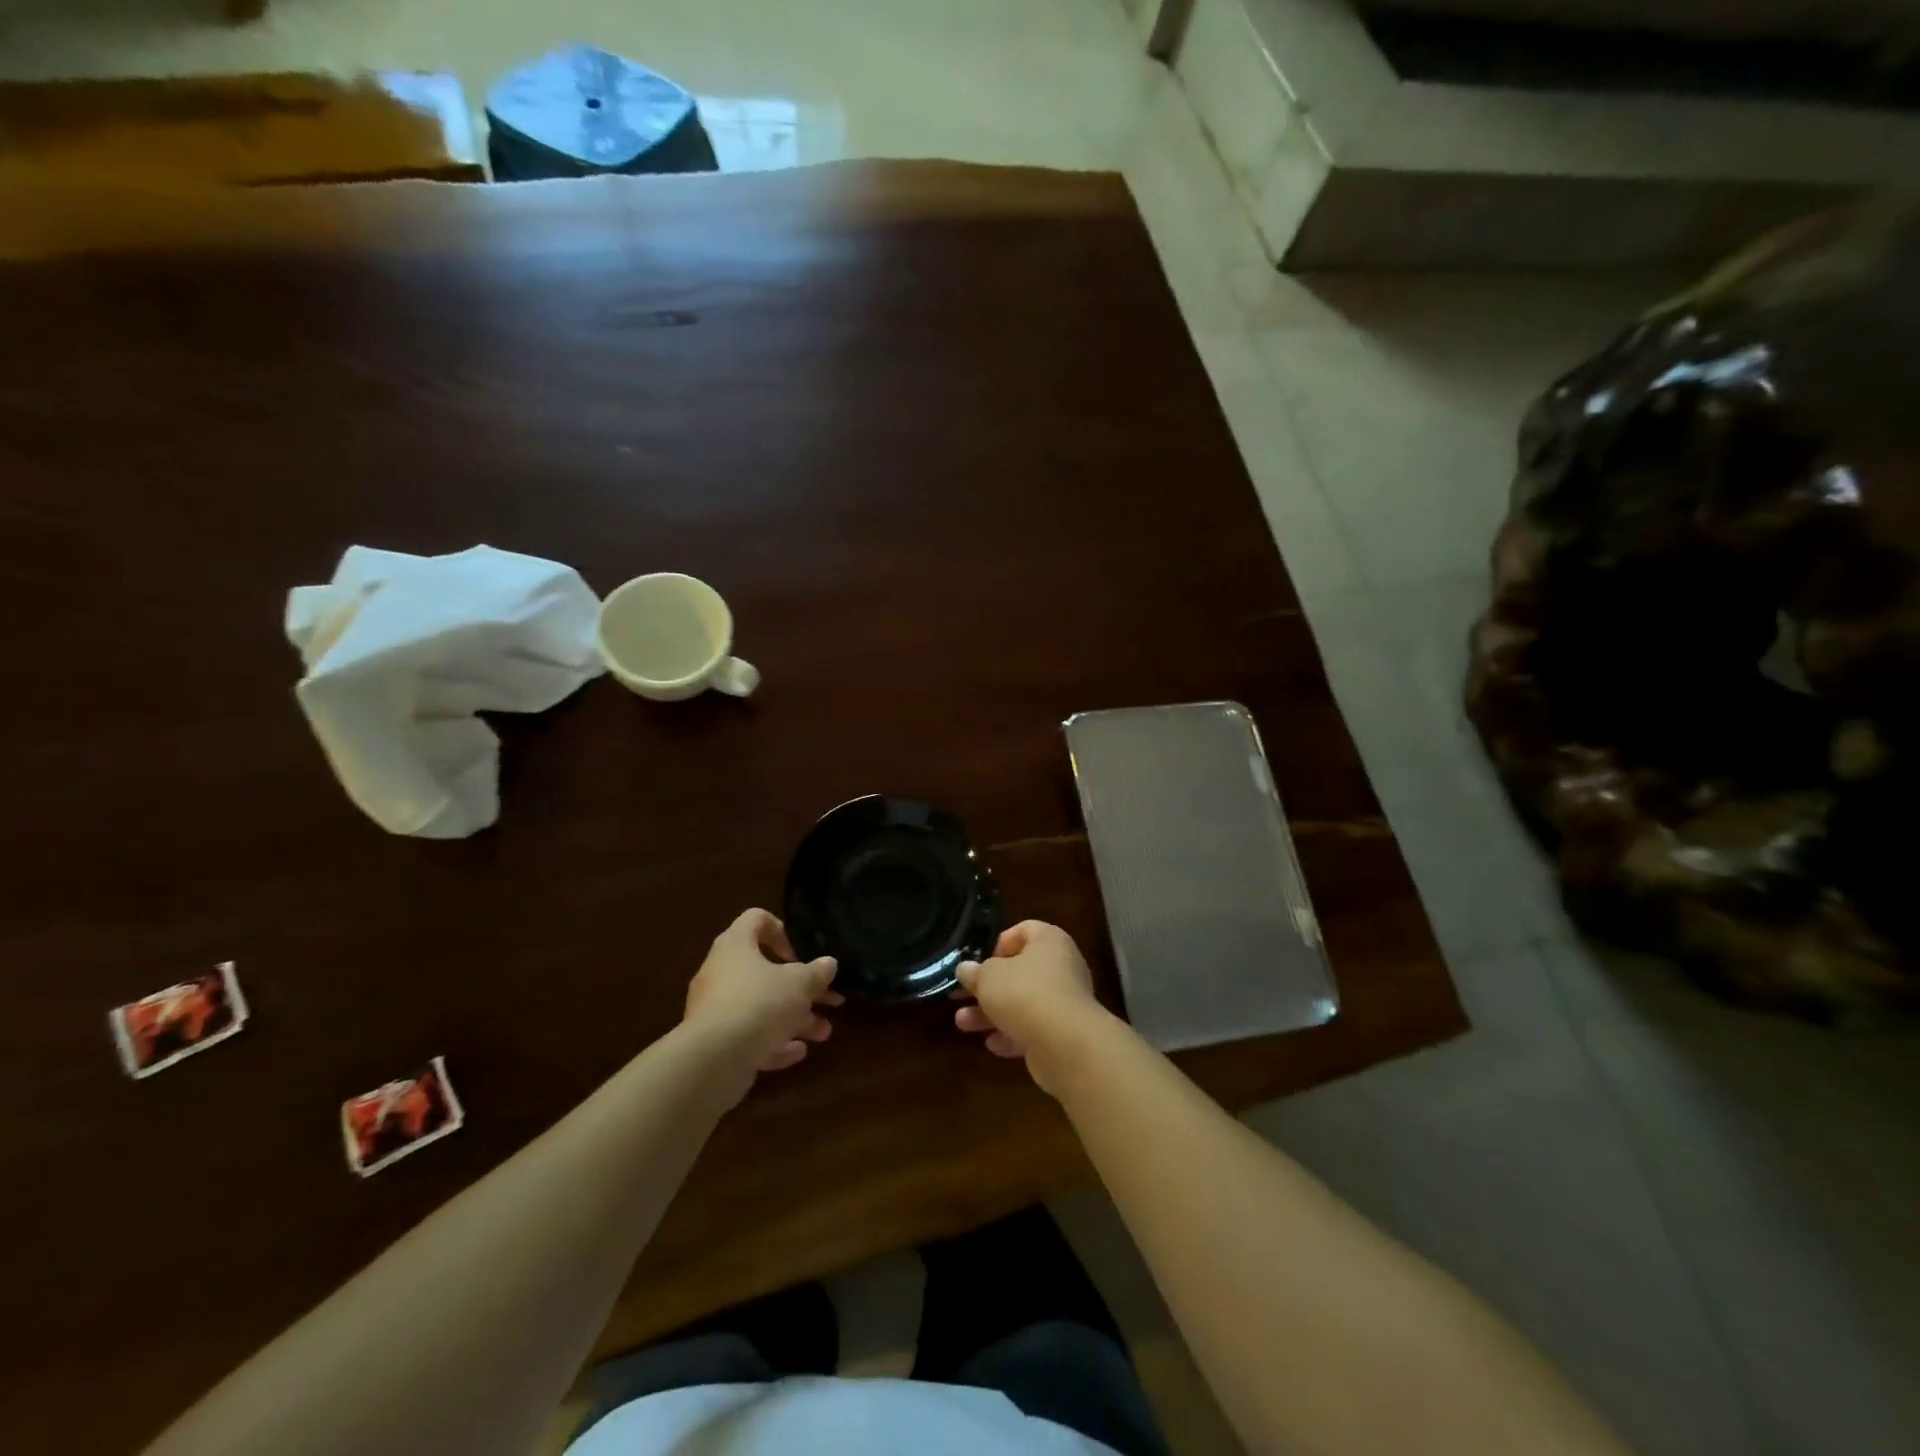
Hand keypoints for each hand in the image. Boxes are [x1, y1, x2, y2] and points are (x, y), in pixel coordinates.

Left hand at [684, 909, 841, 1078]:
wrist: (713, 1060)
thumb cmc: (759, 1004)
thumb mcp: (799, 984)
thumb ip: (816, 973)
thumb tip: (828, 963)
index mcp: (736, 945)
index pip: (756, 919)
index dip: (782, 931)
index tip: (801, 954)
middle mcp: (721, 972)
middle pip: (765, 971)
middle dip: (801, 988)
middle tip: (829, 1000)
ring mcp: (715, 1009)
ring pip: (761, 1007)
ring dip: (794, 1019)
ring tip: (823, 1033)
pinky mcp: (714, 1042)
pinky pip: (749, 1036)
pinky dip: (774, 1042)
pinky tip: (798, 1052)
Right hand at [954, 920, 1102, 1094]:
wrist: (1065, 1044)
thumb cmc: (1024, 993)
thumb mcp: (988, 977)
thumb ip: (975, 972)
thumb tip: (965, 969)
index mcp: (1048, 941)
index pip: (1024, 930)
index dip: (999, 943)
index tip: (979, 961)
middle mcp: (1061, 967)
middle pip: (1019, 972)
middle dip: (986, 987)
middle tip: (959, 996)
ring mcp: (1064, 1002)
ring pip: (1022, 1003)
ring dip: (991, 1013)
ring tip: (962, 1024)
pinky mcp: (1064, 1033)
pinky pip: (1033, 1029)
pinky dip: (1012, 1035)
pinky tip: (992, 1044)